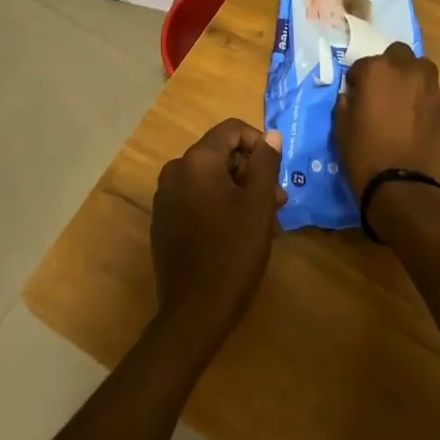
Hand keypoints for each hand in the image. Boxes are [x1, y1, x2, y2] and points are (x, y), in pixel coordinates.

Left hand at [151, 120, 285, 345]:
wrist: (195, 310)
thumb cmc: (233, 252)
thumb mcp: (259, 204)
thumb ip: (266, 163)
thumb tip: (272, 135)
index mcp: (197, 161)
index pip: (231, 130)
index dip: (258, 143)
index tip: (276, 171)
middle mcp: (175, 171)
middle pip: (219, 153)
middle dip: (250, 170)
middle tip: (277, 199)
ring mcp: (165, 196)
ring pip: (208, 177)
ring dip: (237, 188)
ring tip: (263, 217)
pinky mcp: (163, 219)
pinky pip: (195, 196)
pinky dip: (217, 202)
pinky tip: (236, 229)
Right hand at [334, 43, 439, 194]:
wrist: (403, 188)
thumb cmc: (364, 155)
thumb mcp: (341, 128)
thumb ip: (346, 103)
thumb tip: (353, 96)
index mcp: (378, 71)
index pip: (364, 64)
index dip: (358, 78)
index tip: (356, 93)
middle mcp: (409, 73)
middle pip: (400, 54)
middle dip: (391, 67)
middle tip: (383, 90)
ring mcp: (433, 91)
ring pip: (423, 72)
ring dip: (412, 80)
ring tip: (404, 103)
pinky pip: (434, 99)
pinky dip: (425, 105)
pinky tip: (418, 126)